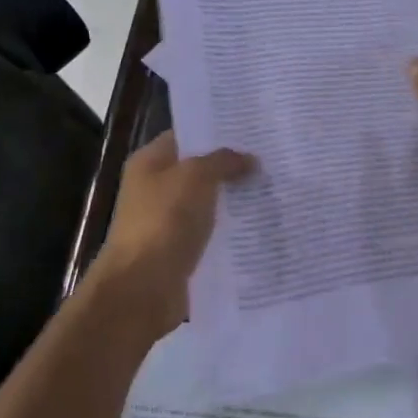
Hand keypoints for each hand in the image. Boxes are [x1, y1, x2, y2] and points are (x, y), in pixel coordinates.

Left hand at [89, 131, 255, 338]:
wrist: (142, 289)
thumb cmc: (164, 221)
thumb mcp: (196, 177)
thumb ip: (224, 161)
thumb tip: (250, 160)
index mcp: (150, 163)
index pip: (187, 135)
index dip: (218, 130)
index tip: (254, 129)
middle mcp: (156, 188)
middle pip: (200, 169)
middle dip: (233, 165)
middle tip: (273, 157)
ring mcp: (168, 221)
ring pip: (210, 202)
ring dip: (236, 198)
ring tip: (275, 188)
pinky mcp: (182, 250)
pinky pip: (212, 232)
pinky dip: (233, 228)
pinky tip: (262, 223)